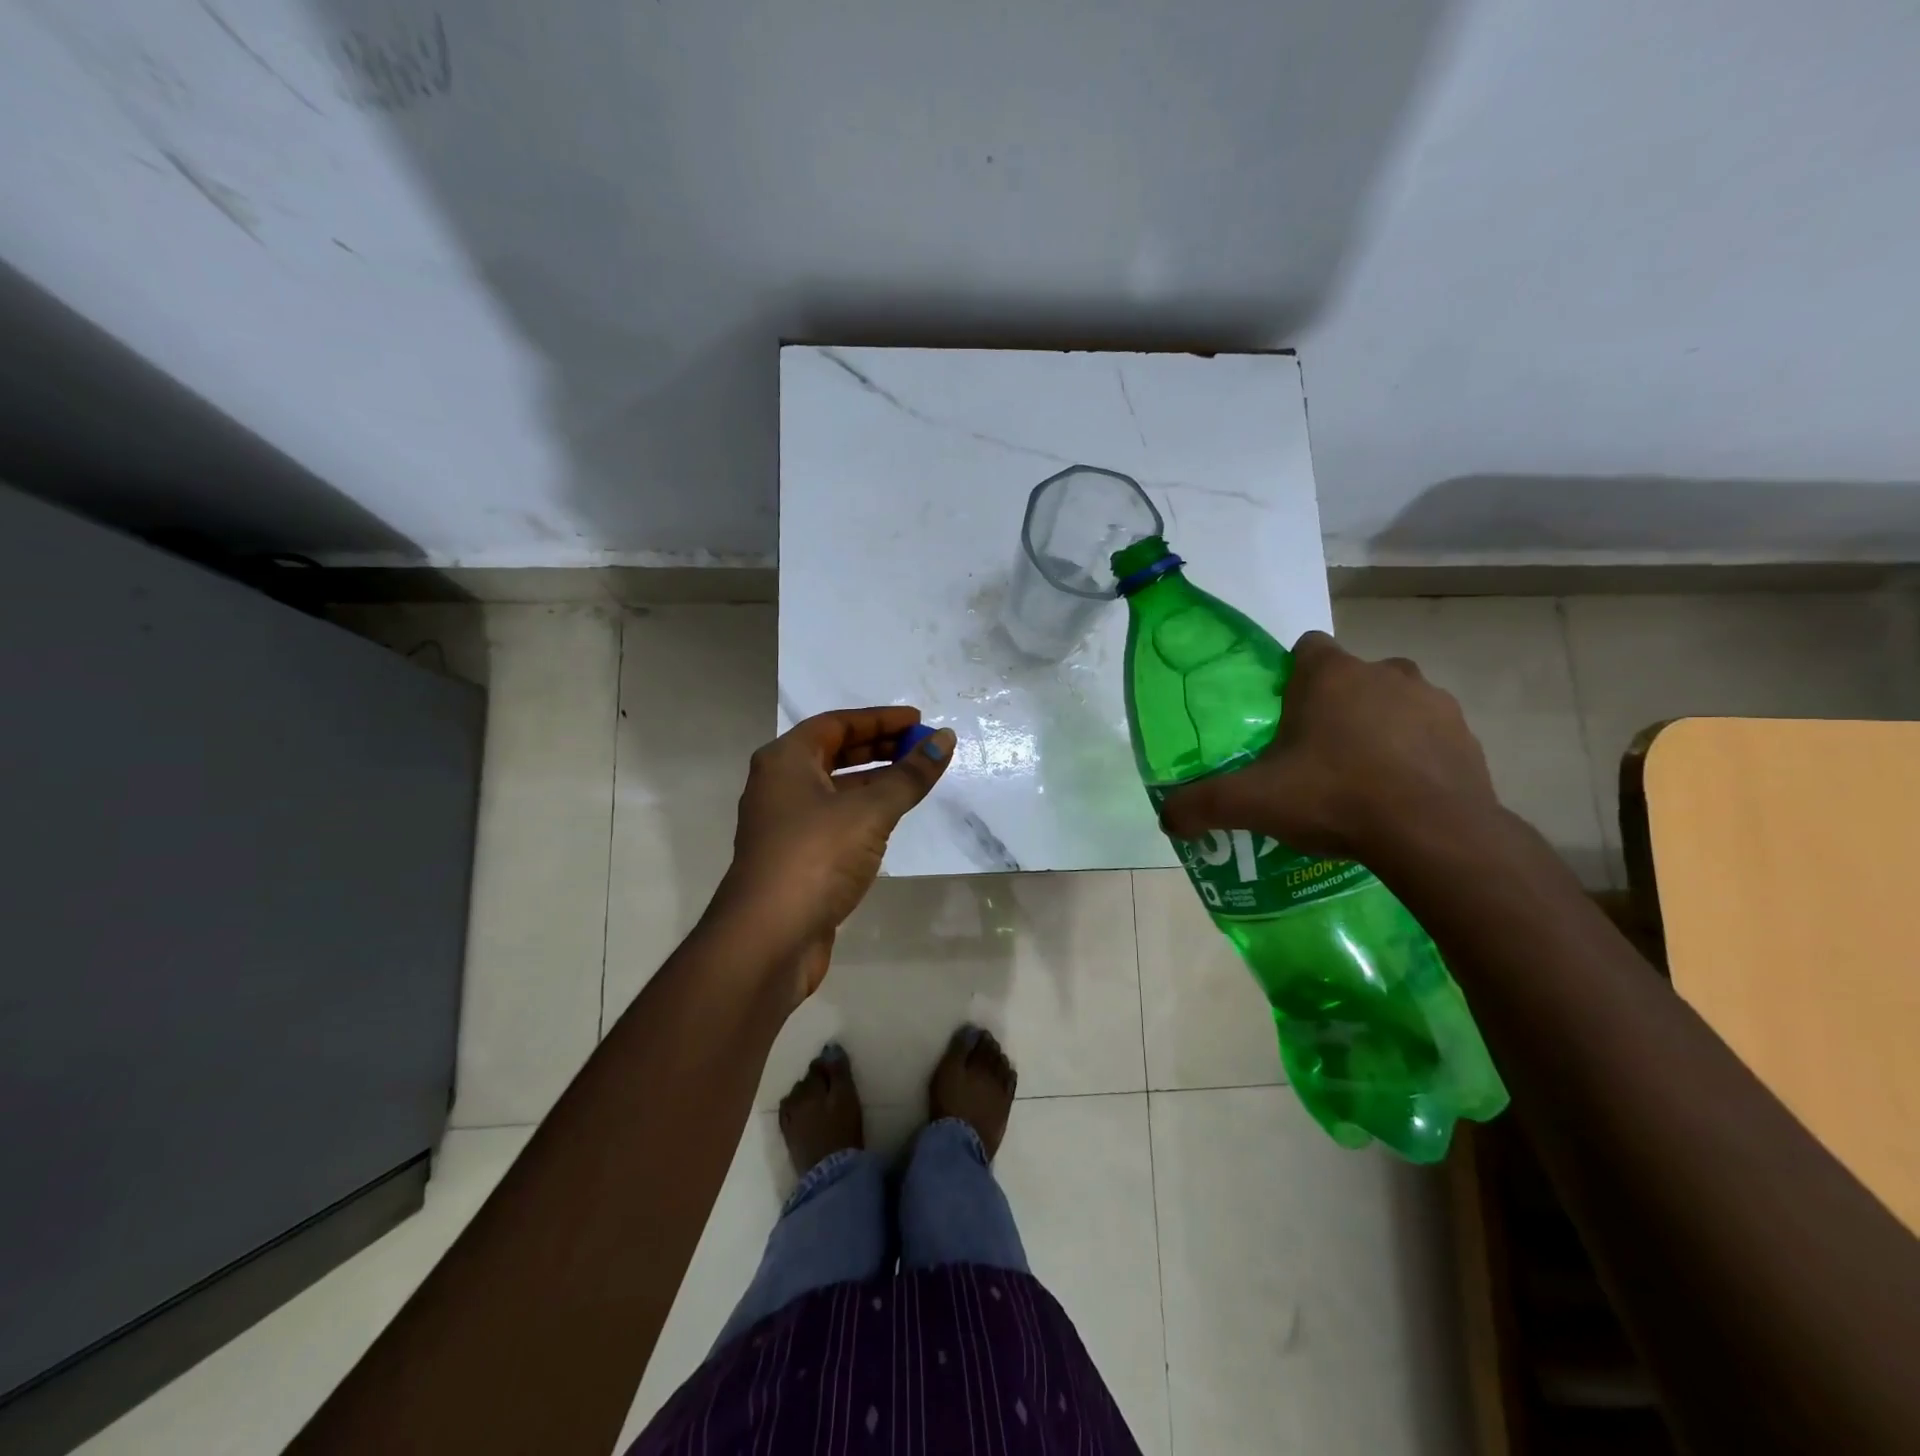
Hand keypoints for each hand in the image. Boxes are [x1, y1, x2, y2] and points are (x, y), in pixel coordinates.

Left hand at [709, 706, 954, 999]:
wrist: (769, 938)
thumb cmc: (817, 857)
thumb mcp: (870, 811)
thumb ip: (910, 775)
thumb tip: (945, 740)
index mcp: (785, 760)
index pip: (837, 724)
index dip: (880, 719)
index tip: (919, 720)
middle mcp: (779, 785)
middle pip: (834, 753)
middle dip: (880, 747)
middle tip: (922, 748)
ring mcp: (785, 824)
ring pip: (835, 788)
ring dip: (874, 780)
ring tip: (915, 779)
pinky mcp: (796, 858)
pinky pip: (835, 819)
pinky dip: (864, 811)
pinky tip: (891, 819)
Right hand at [1157, 630, 1498, 861]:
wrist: (1434, 835)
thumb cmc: (1335, 796)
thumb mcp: (1253, 802)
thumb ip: (1201, 805)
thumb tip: (1165, 818)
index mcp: (1330, 675)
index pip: (1305, 648)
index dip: (1290, 677)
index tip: (1281, 716)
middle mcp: (1384, 673)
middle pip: (1350, 677)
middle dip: (1333, 706)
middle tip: (1312, 754)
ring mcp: (1433, 702)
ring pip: (1393, 702)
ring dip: (1376, 727)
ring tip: (1357, 777)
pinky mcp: (1465, 736)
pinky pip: (1428, 735)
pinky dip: (1413, 754)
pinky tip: (1397, 794)